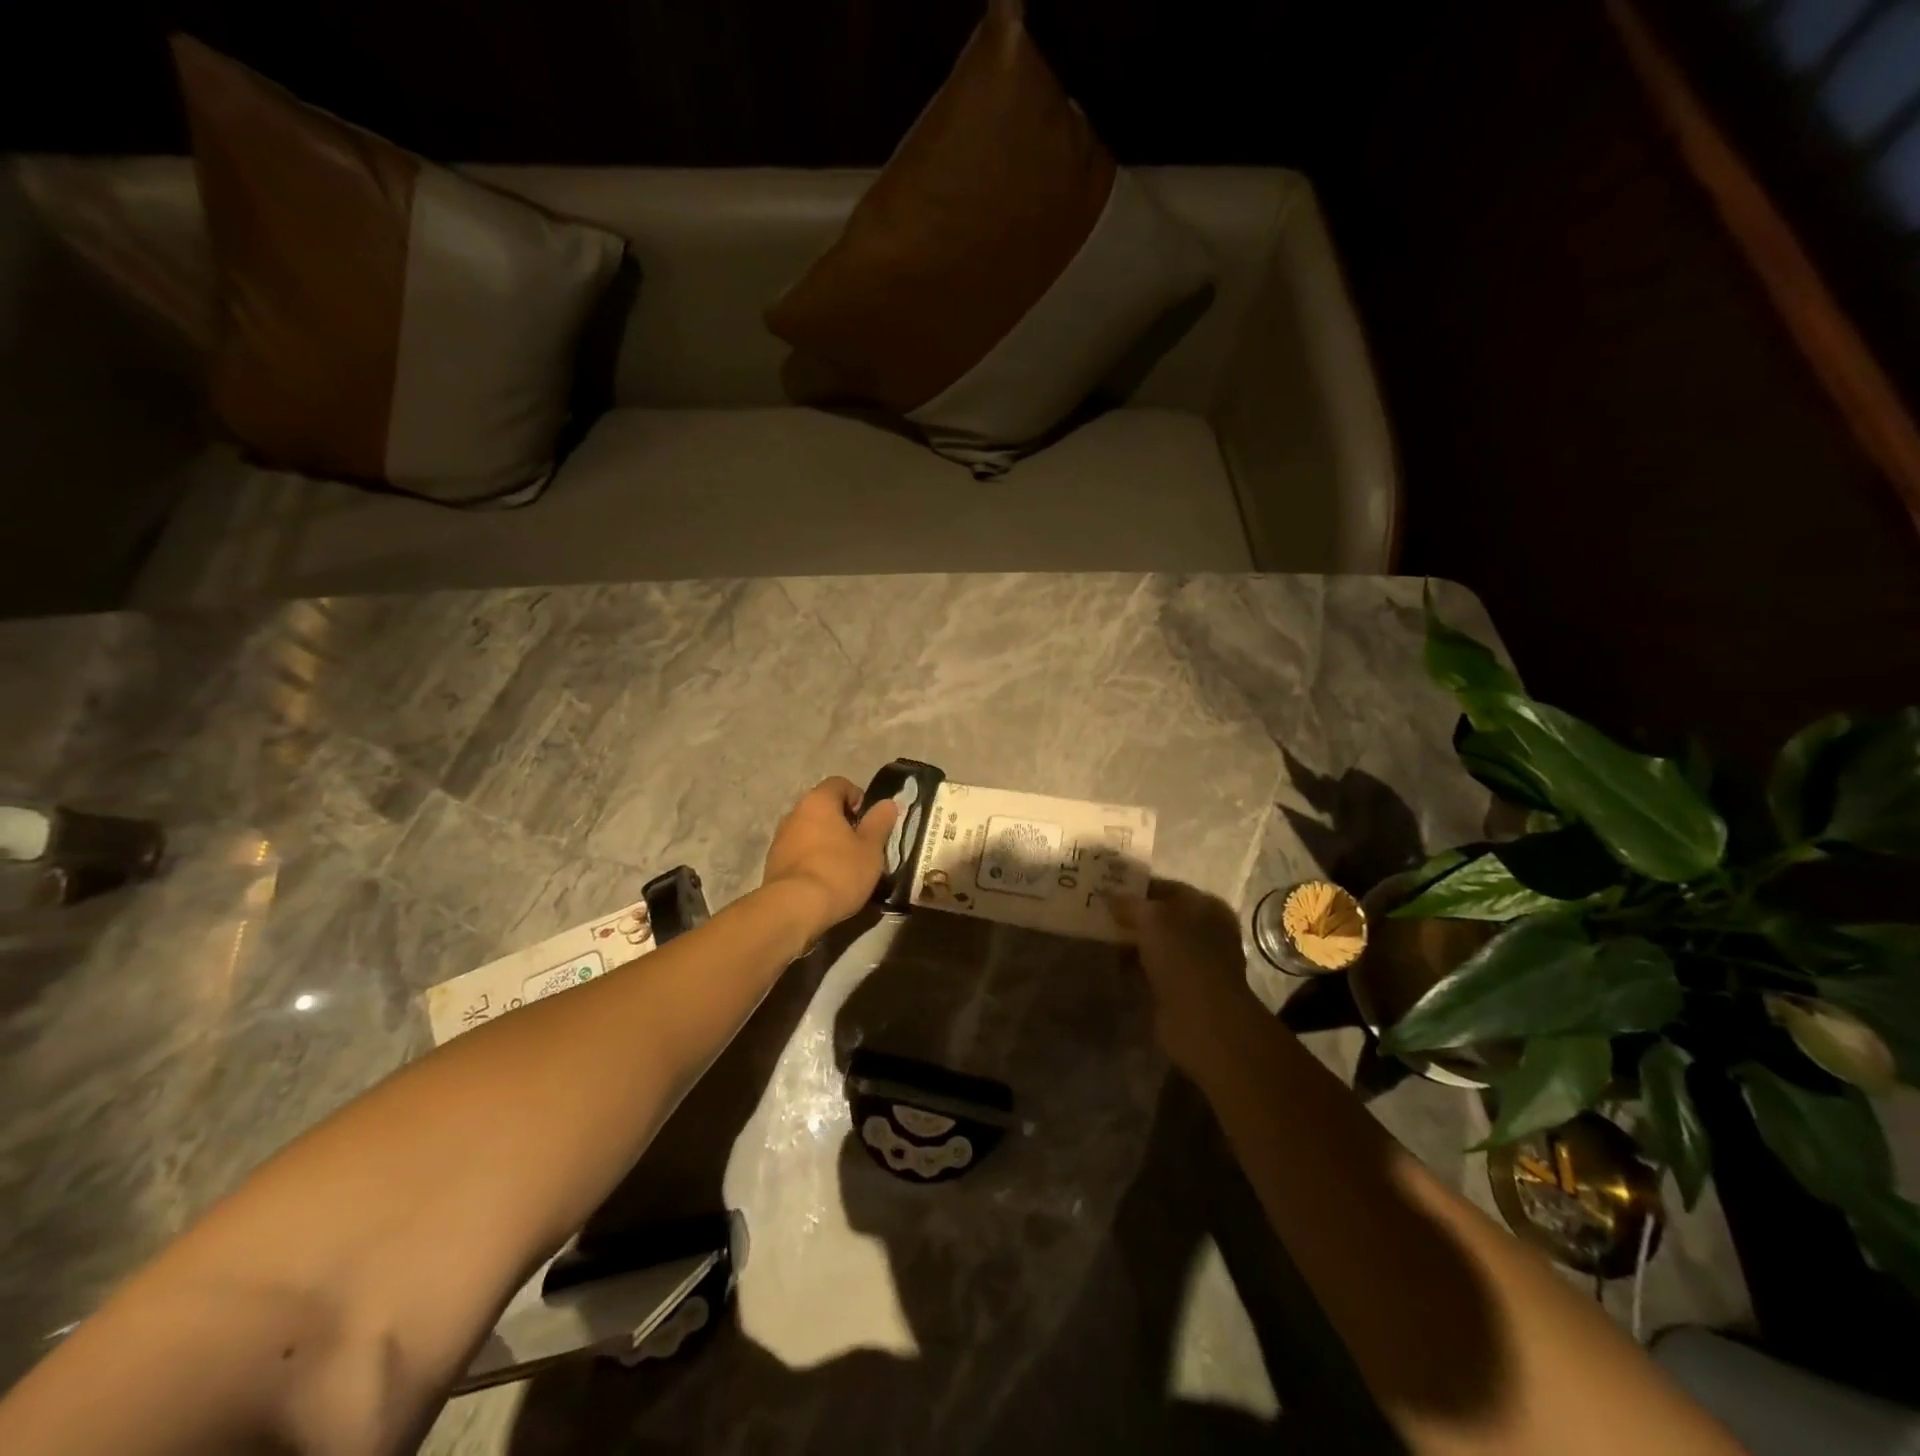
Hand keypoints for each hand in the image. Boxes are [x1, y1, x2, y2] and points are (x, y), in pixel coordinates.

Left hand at [761, 777, 899, 938]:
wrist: (794, 908)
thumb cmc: (839, 871)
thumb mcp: (871, 848)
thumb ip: (879, 822)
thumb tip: (888, 803)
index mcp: (819, 801)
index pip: (839, 784)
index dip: (858, 797)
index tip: (869, 821)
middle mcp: (795, 812)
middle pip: (822, 807)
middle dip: (842, 821)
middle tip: (860, 844)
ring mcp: (780, 838)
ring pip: (809, 830)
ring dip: (825, 840)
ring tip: (843, 865)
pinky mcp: (773, 862)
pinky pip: (798, 851)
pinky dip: (812, 858)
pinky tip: (824, 879)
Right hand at [1108, 880, 1263, 1074]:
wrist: (1202, 1020)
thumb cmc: (1183, 957)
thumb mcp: (1152, 918)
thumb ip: (1129, 903)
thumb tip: (1108, 895)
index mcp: (1207, 907)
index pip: (1167, 888)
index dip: (1137, 887)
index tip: (1106, 890)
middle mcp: (1206, 932)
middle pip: (1161, 918)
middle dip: (1131, 917)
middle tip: (1097, 914)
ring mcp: (1195, 964)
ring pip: (1155, 946)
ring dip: (1130, 944)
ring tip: (1099, 939)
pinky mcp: (1182, 991)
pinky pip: (1151, 971)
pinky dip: (1133, 969)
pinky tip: (1111, 966)